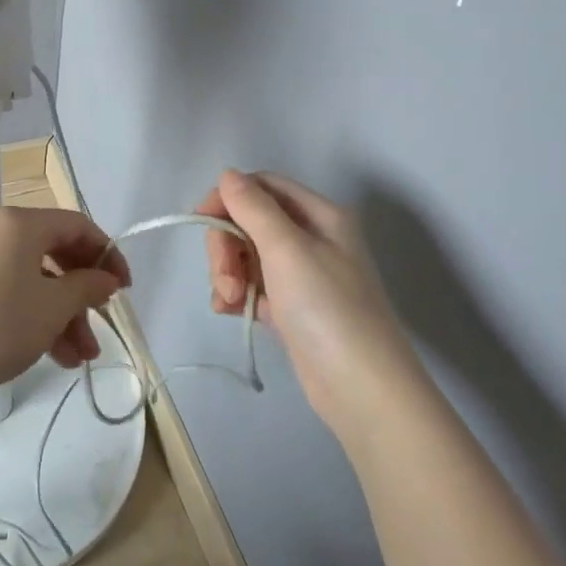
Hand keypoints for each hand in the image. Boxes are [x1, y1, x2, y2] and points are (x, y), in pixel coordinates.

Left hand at [0, 207, 130, 400]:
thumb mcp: (54, 307)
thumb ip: (87, 287)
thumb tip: (106, 279)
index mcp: (19, 223)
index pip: (76, 225)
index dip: (106, 254)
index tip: (123, 287)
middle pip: (55, 252)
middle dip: (82, 293)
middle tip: (101, 323)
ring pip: (34, 277)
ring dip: (62, 314)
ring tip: (82, 357)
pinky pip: (12, 289)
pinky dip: (36, 315)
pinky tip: (56, 355)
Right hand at [198, 170, 415, 430]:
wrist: (363, 390)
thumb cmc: (327, 309)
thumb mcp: (287, 249)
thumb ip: (253, 207)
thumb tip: (228, 174)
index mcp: (319, 215)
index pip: (263, 186)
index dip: (228, 198)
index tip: (201, 222)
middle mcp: (312, 238)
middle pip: (250, 221)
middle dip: (227, 244)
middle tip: (224, 278)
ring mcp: (303, 275)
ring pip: (247, 254)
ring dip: (228, 272)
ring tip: (228, 301)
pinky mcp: (293, 308)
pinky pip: (253, 286)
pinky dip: (236, 294)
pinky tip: (228, 311)